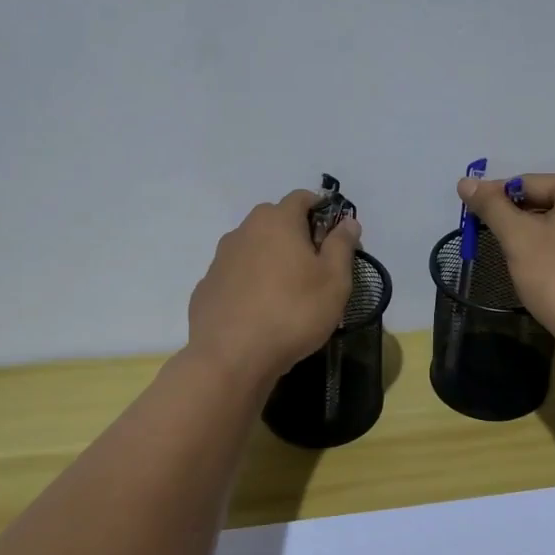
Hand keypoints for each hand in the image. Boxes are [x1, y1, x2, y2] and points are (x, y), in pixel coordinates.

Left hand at [187, 191, 361, 380]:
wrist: (230, 357)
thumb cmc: (293, 312)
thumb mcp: (334, 281)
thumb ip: (342, 246)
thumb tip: (347, 222)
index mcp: (277, 221)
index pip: (302, 197)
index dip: (322, 210)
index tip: (335, 236)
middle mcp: (244, 230)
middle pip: (275, 220)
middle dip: (296, 235)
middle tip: (315, 267)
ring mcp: (220, 259)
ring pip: (253, 248)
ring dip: (271, 259)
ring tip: (287, 293)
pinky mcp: (207, 287)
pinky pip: (236, 275)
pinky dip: (250, 283)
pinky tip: (260, 311)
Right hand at [457, 172, 554, 347]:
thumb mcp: (518, 238)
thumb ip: (492, 206)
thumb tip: (466, 182)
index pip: (530, 183)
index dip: (497, 200)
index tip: (473, 217)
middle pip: (551, 202)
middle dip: (522, 220)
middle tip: (496, 241)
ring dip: (542, 237)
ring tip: (522, 259)